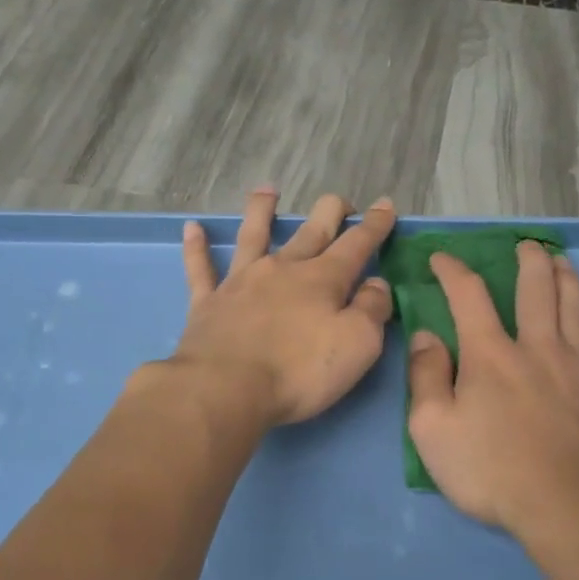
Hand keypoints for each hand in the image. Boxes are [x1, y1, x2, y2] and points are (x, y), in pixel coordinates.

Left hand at [174, 188, 397, 426]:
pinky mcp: (208, 303)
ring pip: (253, 236)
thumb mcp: (358, 344)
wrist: (227, 388)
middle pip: (310, 232)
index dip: (374, 225)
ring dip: (261, 211)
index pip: (356, 244)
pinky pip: (201, 269)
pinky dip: (197, 248)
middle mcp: (282, 269)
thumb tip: (376, 284)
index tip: (385, 205)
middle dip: (330, 213)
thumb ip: (372, 310)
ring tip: (267, 191)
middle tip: (340, 203)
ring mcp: (241, 283)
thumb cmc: (300, 371)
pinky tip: (193, 229)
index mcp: (322, 279)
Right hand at [407, 241, 578, 531]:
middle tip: (527, 246)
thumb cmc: (489, 470)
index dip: (453, 271)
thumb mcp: (431, 429)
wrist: (565, 505)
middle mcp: (537, 348)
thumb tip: (426, 336)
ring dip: (568, 280)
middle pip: (536, 291)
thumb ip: (425, 377)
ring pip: (576, 310)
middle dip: (529, 262)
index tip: (442, 258)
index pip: (468, 297)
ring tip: (563, 262)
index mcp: (490, 355)